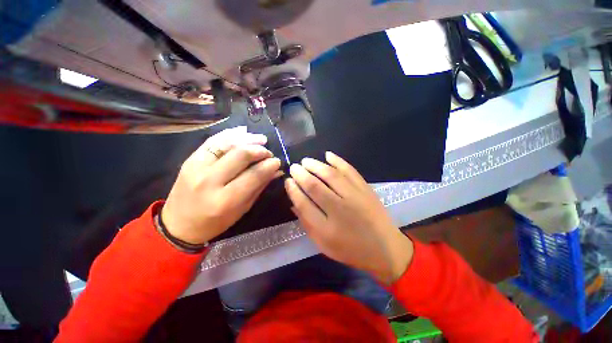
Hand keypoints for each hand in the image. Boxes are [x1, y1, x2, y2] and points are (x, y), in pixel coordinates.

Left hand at [162, 127, 281, 244]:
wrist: (179, 224)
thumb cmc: (215, 222)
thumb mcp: (242, 209)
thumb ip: (259, 187)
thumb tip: (276, 171)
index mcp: (225, 200)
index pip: (253, 175)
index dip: (269, 165)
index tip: (277, 161)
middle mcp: (209, 181)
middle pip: (241, 155)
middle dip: (260, 150)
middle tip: (269, 153)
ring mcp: (196, 167)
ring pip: (227, 144)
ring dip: (248, 139)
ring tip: (261, 139)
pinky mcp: (190, 159)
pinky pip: (213, 140)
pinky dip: (230, 134)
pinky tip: (243, 133)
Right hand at [284, 152, 413, 284]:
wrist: (384, 249)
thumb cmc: (350, 249)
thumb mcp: (323, 245)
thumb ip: (307, 224)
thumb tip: (294, 203)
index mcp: (327, 229)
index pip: (303, 203)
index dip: (293, 190)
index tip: (288, 181)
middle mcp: (340, 210)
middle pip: (315, 186)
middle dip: (301, 174)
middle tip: (294, 167)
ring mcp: (355, 197)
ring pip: (330, 175)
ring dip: (315, 165)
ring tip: (306, 161)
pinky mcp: (365, 189)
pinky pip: (350, 170)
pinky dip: (338, 161)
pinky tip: (328, 155)